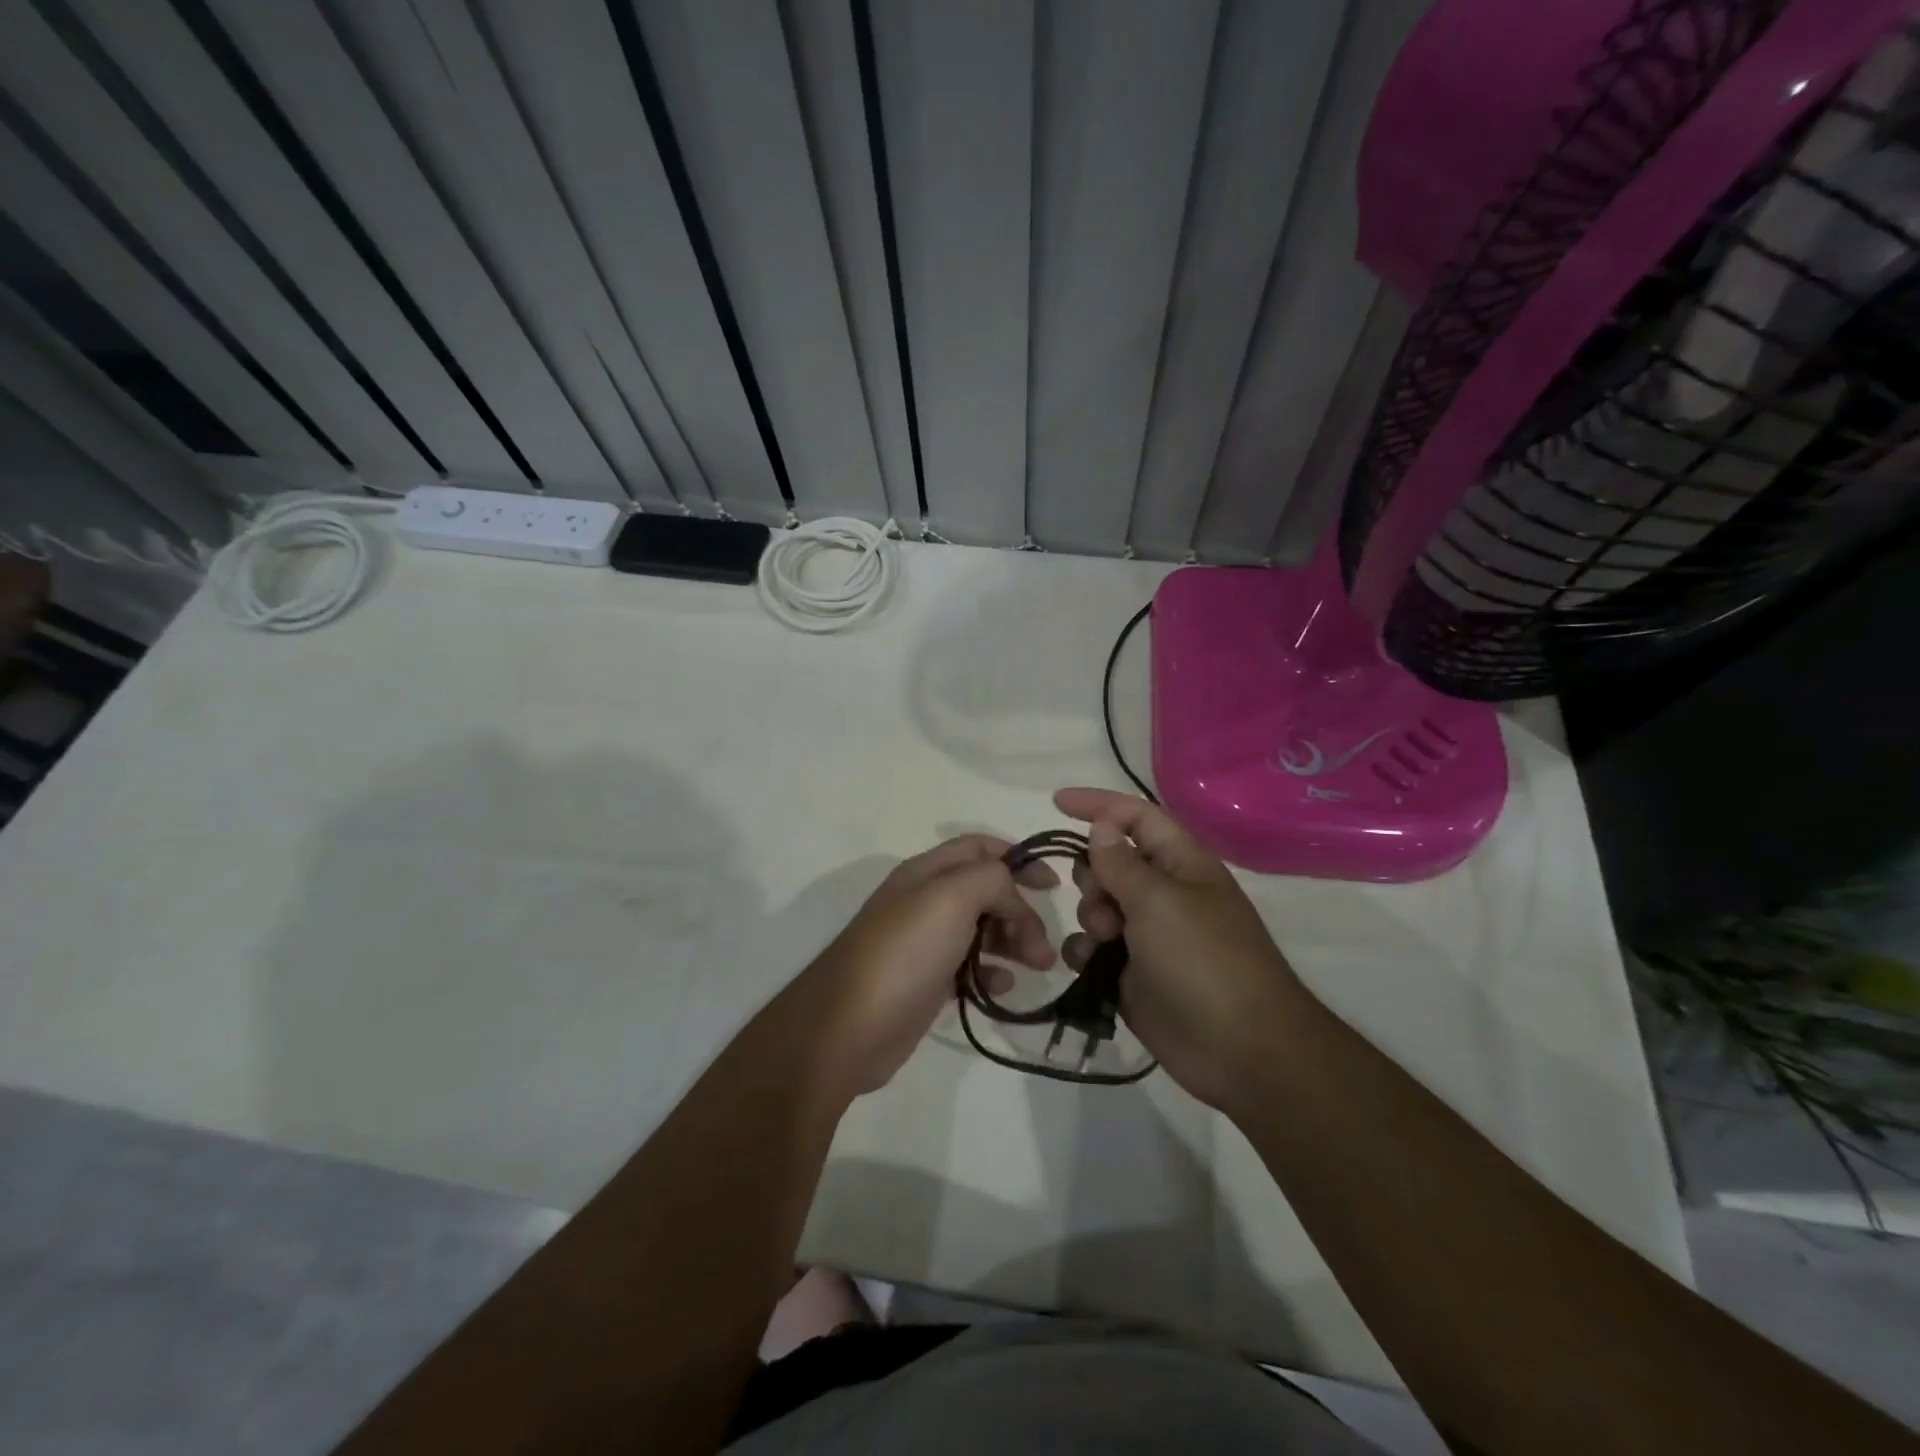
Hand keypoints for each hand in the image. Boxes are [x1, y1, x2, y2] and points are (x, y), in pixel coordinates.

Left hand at [792, 835, 1057, 1096]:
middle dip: (1021, 910)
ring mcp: (925, 943)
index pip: (979, 847)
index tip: (1053, 885)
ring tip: (1039, 966)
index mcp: (927, 871)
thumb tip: (1011, 897)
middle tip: (1044, 946)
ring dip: (1014, 941)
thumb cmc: (904, 952)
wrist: (849, 1027)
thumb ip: (991, 879)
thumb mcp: (951, 896)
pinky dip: (992, 972)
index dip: (1018, 858)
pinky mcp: (926, 981)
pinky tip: (1004, 986)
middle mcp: (925, 901)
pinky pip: (969, 967)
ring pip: (981, 929)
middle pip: (986, 891)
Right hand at [1054, 788, 1305, 1112]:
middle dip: (1092, 874)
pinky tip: (1089, 967)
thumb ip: (1120, 862)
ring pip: (1098, 906)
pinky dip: (1085, 952)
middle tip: (1103, 903)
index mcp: (1181, 864)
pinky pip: (1094, 949)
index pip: (1136, 816)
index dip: (1098, 804)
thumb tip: (1101, 825)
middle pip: (1110, 861)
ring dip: (1090, 915)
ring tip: (1104, 941)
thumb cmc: (1203, 960)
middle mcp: (1165, 893)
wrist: (1240, 1050)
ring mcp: (1149, 935)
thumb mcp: (1158, 901)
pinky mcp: (1133, 974)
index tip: (1055, 804)